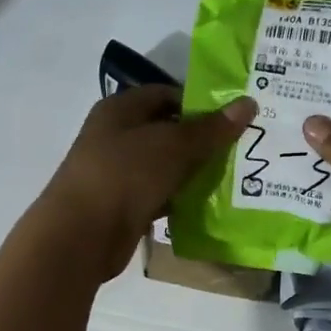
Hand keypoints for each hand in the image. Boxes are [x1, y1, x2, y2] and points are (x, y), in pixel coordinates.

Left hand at [31, 85, 256, 283]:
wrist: (82, 235)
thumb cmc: (125, 175)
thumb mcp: (173, 145)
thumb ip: (211, 128)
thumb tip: (248, 103)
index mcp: (120, 109)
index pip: (165, 94)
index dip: (199, 103)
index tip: (233, 119)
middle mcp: (115, 136)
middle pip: (166, 131)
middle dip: (201, 140)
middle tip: (240, 150)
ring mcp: (117, 173)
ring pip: (164, 166)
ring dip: (192, 172)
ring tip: (232, 178)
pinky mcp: (122, 205)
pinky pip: (158, 195)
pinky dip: (179, 199)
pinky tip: (206, 206)